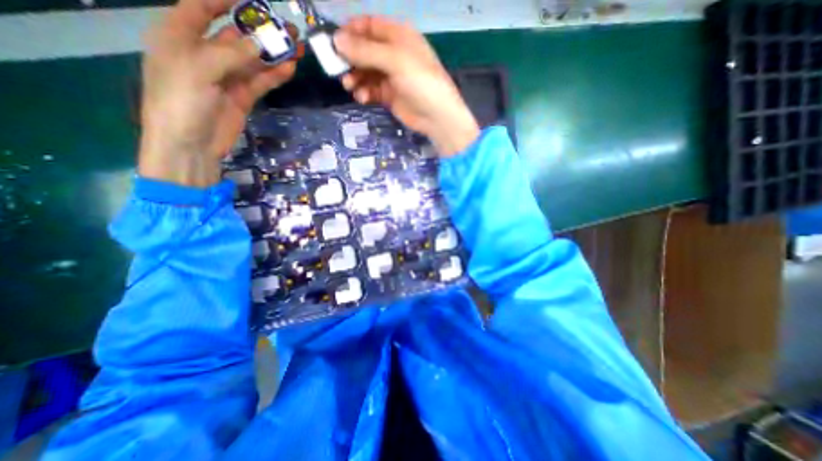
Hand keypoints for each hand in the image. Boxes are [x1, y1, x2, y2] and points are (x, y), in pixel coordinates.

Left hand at [138, 0, 300, 186]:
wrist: (191, 144)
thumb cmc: (181, 101)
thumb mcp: (198, 69)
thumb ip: (230, 54)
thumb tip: (261, 43)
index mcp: (180, 37)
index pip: (200, 8)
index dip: (222, 0)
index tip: (251, 0)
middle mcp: (205, 54)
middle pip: (236, 36)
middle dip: (260, 31)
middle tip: (288, 29)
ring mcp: (227, 78)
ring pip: (254, 61)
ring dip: (274, 55)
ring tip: (297, 48)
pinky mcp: (242, 97)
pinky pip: (261, 82)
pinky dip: (275, 75)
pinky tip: (290, 68)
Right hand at [332, 16, 479, 155]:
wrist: (436, 117)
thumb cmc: (420, 82)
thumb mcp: (395, 60)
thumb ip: (366, 51)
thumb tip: (336, 40)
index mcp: (399, 36)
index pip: (369, 26)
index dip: (351, 31)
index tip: (333, 41)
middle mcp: (394, 54)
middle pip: (365, 50)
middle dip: (350, 58)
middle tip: (336, 68)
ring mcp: (392, 76)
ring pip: (366, 72)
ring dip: (355, 77)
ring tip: (349, 86)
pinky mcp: (390, 95)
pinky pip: (372, 90)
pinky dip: (364, 92)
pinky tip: (362, 98)